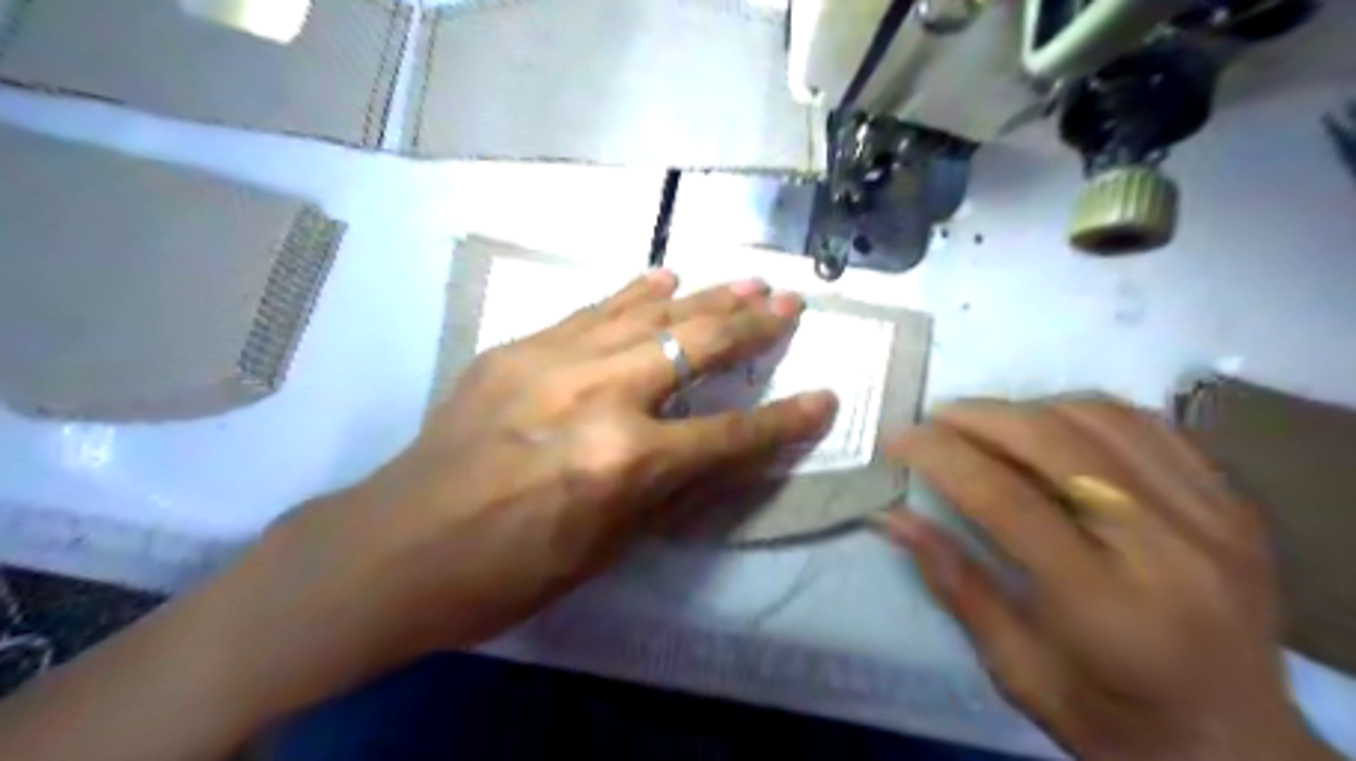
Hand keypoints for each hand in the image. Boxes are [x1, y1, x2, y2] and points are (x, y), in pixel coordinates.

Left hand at [215, 270, 837, 720]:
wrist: (398, 545)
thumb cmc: (509, 569)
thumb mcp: (607, 546)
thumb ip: (668, 489)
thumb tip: (717, 451)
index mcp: (626, 462)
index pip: (730, 436)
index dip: (784, 421)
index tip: (825, 398)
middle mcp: (601, 397)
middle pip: (697, 348)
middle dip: (753, 326)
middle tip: (789, 303)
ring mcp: (555, 362)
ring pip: (650, 315)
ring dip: (705, 296)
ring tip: (747, 279)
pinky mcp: (519, 348)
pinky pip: (592, 310)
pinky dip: (634, 293)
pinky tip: (664, 276)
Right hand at [879, 397, 1332, 759]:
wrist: (1241, 746)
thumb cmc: (1114, 721)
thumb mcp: (1017, 669)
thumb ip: (954, 583)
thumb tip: (892, 518)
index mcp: (1105, 603)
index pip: (1005, 498)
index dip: (941, 456)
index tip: (897, 438)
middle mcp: (1167, 548)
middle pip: (1054, 442)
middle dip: (978, 417)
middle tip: (933, 417)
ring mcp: (1211, 517)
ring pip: (1102, 419)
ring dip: (1028, 408)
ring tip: (984, 422)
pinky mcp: (1231, 503)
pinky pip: (1147, 425)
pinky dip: (1085, 411)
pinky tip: (1050, 424)